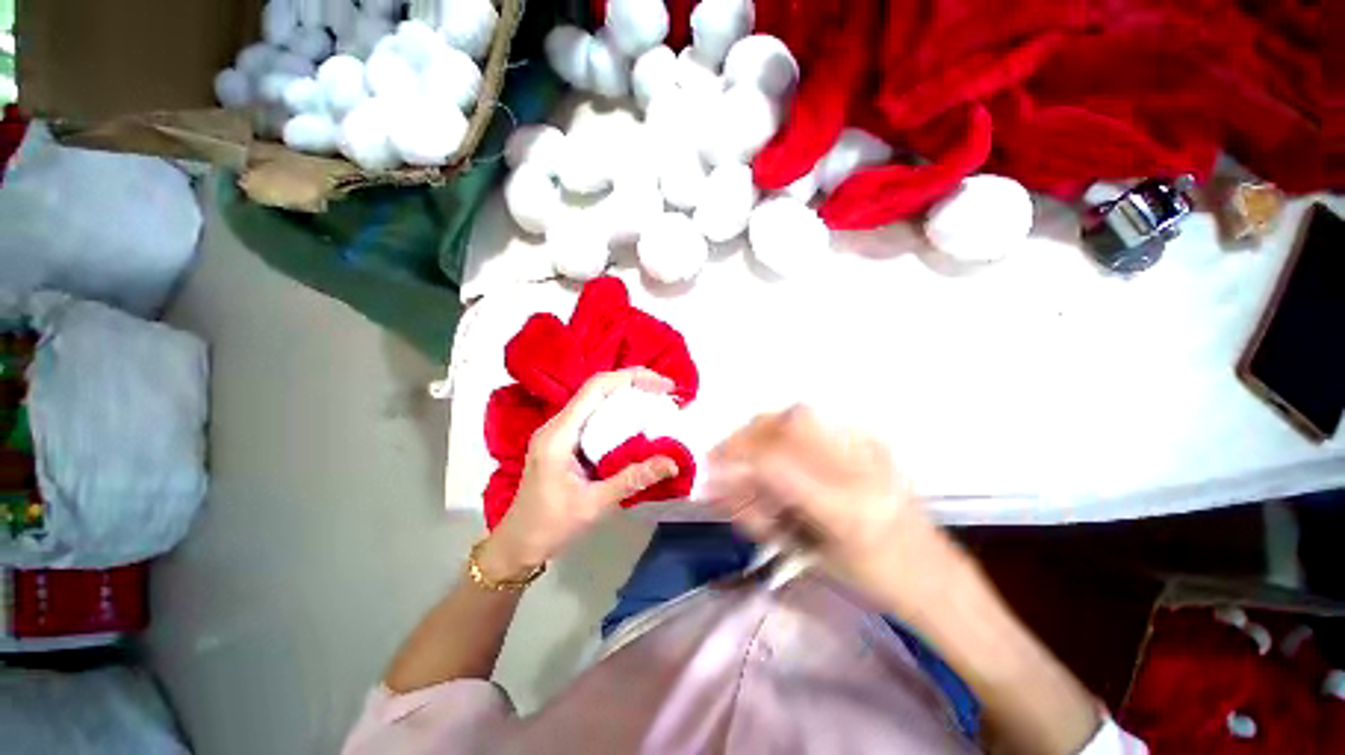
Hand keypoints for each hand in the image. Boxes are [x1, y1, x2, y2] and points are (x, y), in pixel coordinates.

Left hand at [478, 369, 680, 580]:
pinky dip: (620, 415)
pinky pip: (595, 418)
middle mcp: (559, 425)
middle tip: (667, 395)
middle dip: (635, 384)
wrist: (518, 545)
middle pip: (599, 389)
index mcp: (560, 433)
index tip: (663, 386)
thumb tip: (673, 462)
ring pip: (598, 402)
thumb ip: (633, 479)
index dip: (631, 378)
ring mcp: (560, 432)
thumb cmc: (550, 525)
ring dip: (628, 398)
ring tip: (658, 405)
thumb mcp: (594, 504)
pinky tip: (638, 426)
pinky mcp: (566, 443)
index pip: (596, 387)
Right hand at [707, 406, 962, 610]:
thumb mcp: (809, 556)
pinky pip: (820, 420)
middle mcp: (859, 471)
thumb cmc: (870, 581)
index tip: (711, 467)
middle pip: (787, 425)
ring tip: (749, 449)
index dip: (734, 459)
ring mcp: (871, 451)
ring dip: (764, 429)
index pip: (773, 464)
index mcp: (845, 511)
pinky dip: (789, 428)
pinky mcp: (875, 443)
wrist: (935, 575)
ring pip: (802, 415)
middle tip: (725, 455)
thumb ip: (762, 516)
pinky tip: (781, 446)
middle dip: (745, 437)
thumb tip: (721, 487)